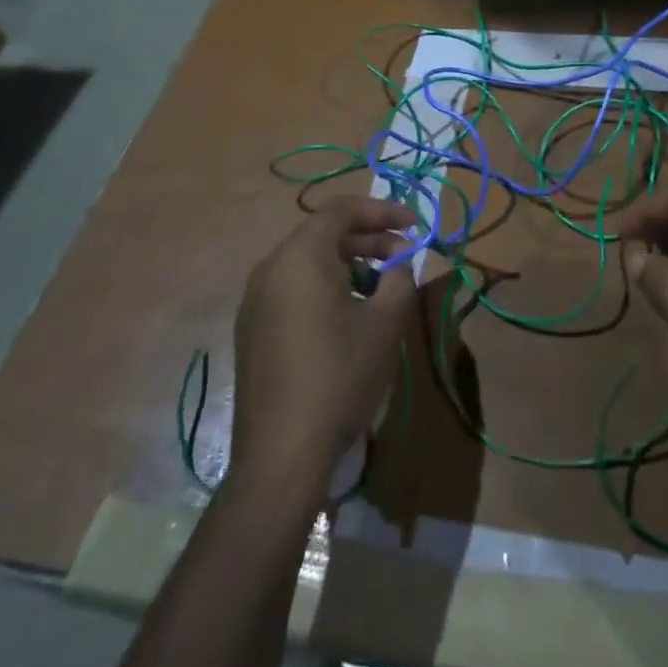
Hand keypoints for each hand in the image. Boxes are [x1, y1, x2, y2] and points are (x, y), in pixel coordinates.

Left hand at [230, 196, 418, 492]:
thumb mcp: (386, 323)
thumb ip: (400, 279)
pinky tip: (349, 316)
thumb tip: (400, 263)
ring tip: (382, 288)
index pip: (342, 209)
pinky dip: (325, 286)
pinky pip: (293, 288)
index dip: (383, 210)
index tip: (415, 225)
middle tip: (405, 257)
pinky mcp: (252, 330)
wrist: (281, 456)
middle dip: (369, 238)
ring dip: (349, 263)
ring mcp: (255, 301)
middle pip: (323, 233)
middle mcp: (270, 268)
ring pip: (308, 262)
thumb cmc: (340, 377)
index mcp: (300, 256)